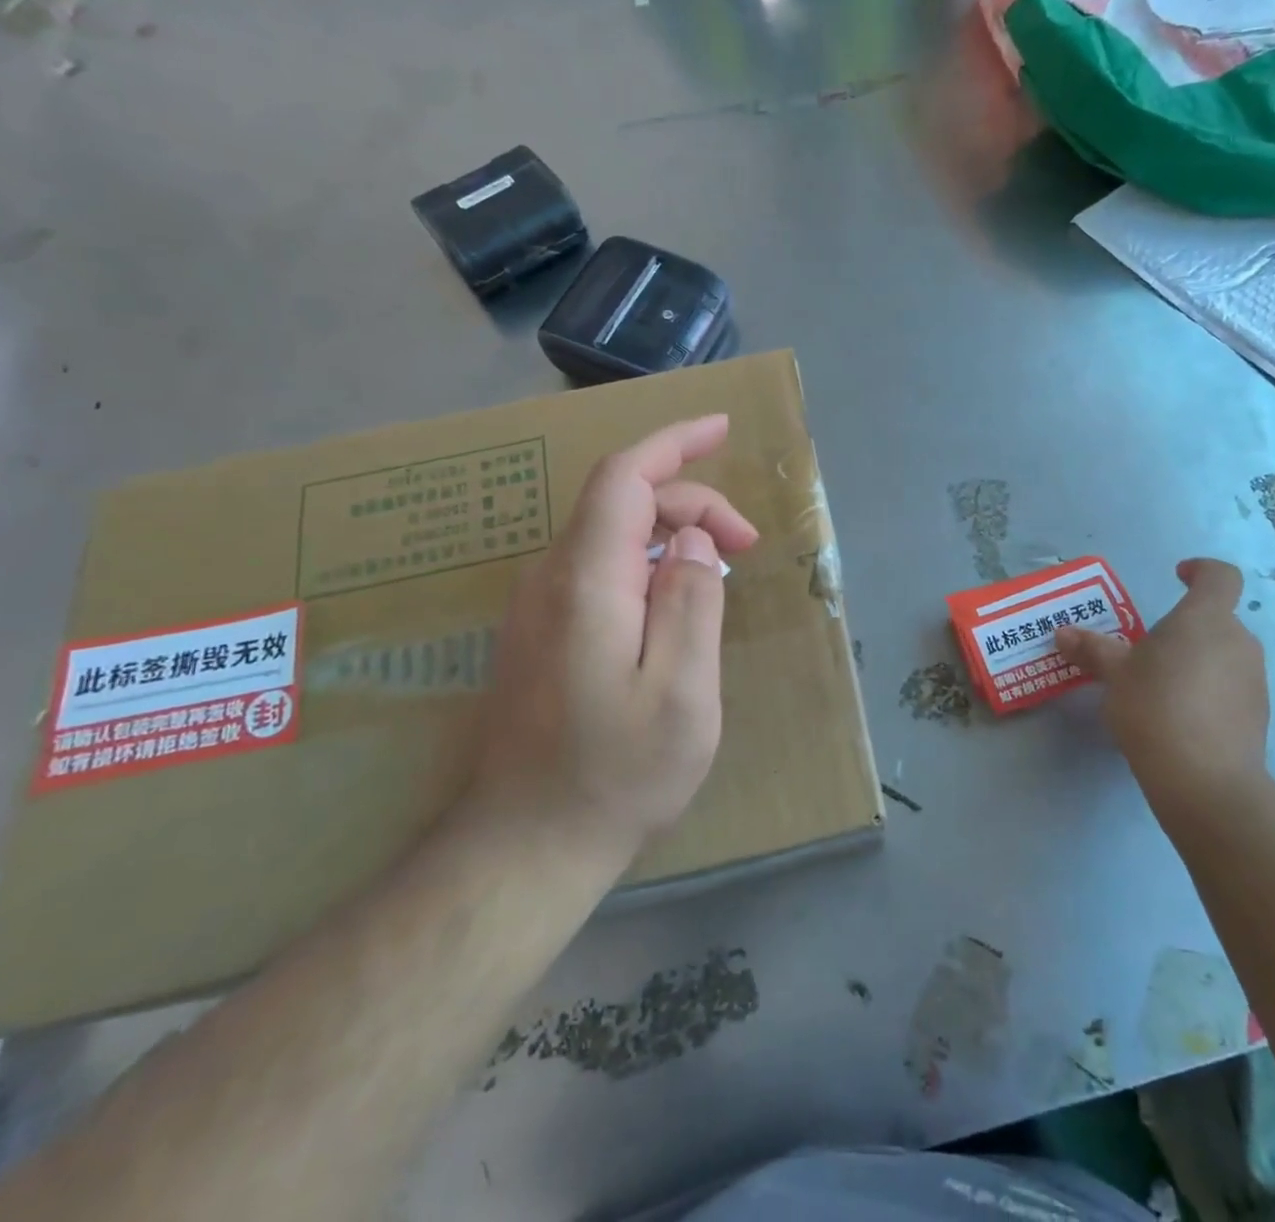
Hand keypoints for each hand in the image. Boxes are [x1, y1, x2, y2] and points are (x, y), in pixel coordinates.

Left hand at [468, 416, 759, 862]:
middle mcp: (552, 579)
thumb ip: (694, 603)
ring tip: (723, 569)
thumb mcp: (682, 693)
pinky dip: (649, 560)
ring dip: (672, 532)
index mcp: (586, 582)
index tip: (722, 428)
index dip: (674, 442)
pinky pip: (601, 568)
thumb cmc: (616, 774)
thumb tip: (695, 542)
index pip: (624, 477)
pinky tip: (677, 598)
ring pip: (612, 534)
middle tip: (749, 545)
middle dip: (693, 503)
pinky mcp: (542, 632)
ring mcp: (540, 606)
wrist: (525, 847)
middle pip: (622, 502)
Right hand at [1056, 559, 1271, 824]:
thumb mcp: (1114, 674)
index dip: (1201, 569)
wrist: (1205, 781)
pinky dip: (1207, 691)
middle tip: (1147, 649)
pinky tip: (1178, 718)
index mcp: (1205, 619)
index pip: (1219, 576)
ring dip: (1195, 660)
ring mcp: (1254, 680)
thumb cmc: (1155, 707)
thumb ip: (1091, 649)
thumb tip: (1063, 633)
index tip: (1178, 575)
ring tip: (1159, 687)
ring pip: (1223, 655)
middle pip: (1216, 619)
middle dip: (1184, 628)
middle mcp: (1238, 642)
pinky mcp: (1257, 716)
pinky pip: (1229, 688)